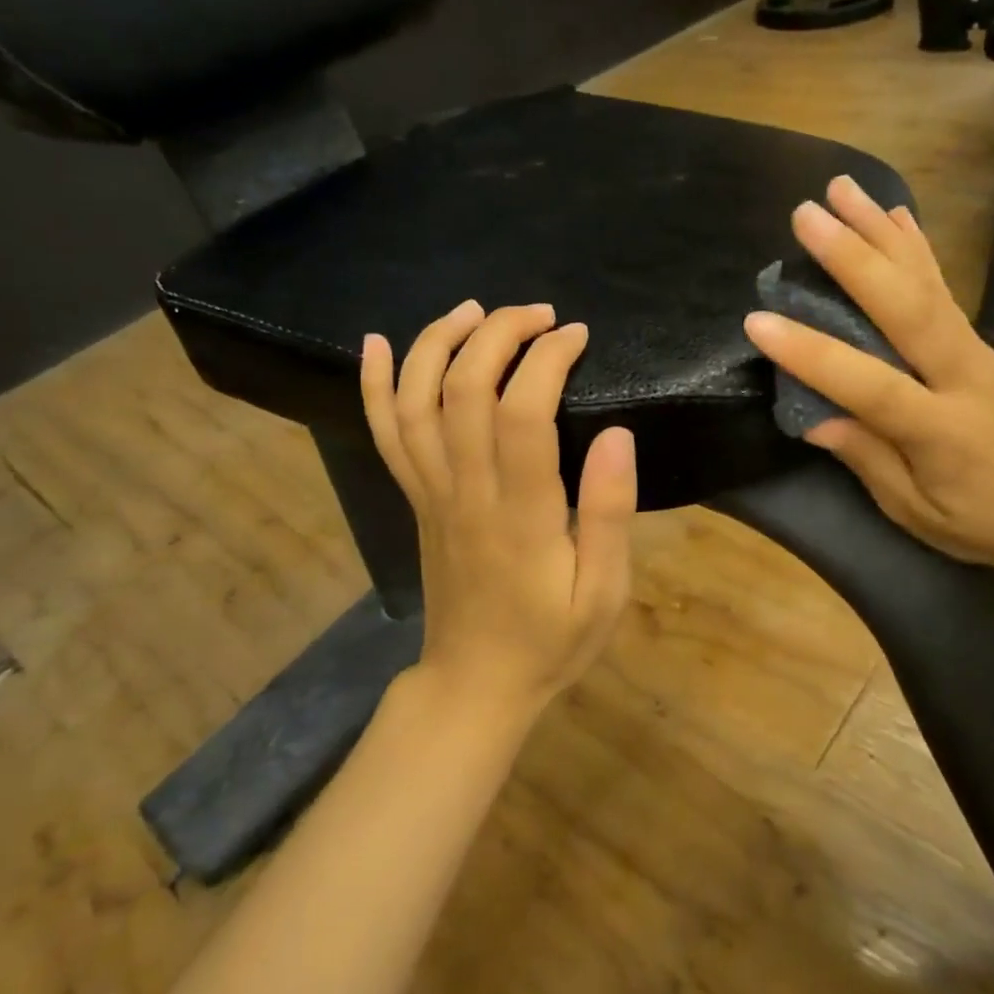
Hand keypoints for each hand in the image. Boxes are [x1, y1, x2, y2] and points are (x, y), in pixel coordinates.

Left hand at [360, 301, 636, 720]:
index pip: (523, 414)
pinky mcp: (414, 498)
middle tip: (539, 314)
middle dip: (498, 334)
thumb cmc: (550, 641)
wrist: (475, 684)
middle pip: (463, 390)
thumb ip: (611, 513)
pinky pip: (385, 435)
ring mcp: (430, 493)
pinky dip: (374, 385)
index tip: (576, 335)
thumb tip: (619, 434)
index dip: (546, 359)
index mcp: (521, 514)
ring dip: (438, 343)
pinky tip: (376, 342)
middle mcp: (466, 492)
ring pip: (416, 402)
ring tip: (474, 310)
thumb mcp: (604, 592)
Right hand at [743, 176, 993, 581]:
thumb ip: (868, 459)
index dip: (812, 353)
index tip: (757, 322)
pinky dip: (916, 245)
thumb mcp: (917, 512)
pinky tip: (894, 214)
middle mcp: (960, 375)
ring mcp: (973, 349)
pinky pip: (940, 285)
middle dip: (853, 258)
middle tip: (805, 215)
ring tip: (840, 188)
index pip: (869, 384)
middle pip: (906, 307)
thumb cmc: (985, 521)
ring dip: (879, 231)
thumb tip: (812, 417)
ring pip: (923, 281)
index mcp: (942, 430)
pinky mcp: (975, 340)